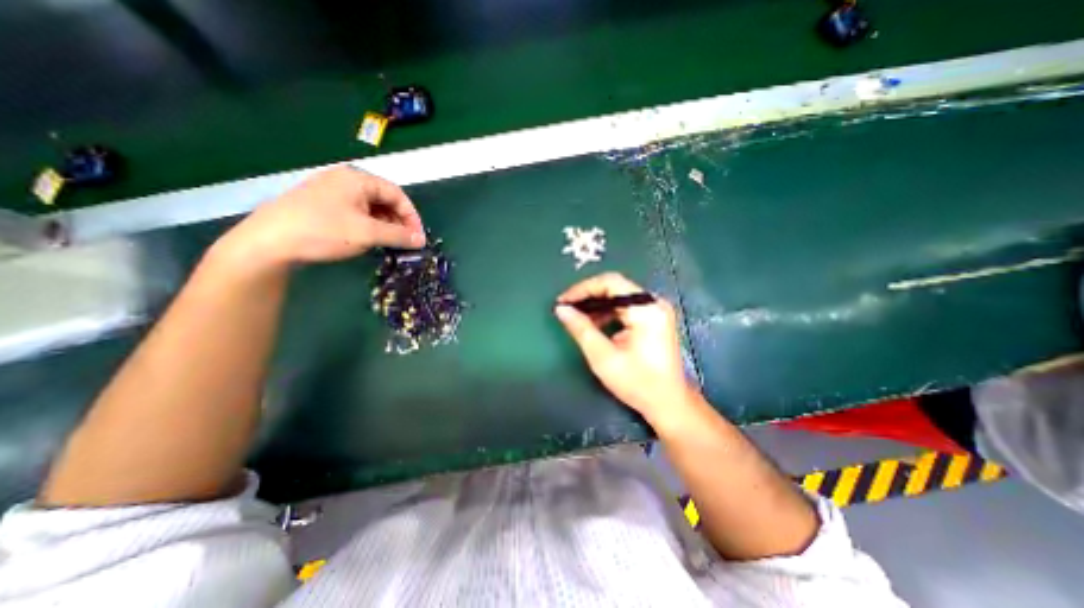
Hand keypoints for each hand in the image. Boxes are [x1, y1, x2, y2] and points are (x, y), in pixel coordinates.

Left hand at [220, 163, 424, 265]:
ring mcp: (330, 191)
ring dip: (385, 224)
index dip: (412, 215)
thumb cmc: (324, 231)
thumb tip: (421, 240)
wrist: (269, 242)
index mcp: (357, 179)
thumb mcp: (368, 234)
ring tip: (390, 243)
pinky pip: (355, 212)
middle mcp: (344, 180)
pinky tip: (369, 239)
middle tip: (406, 241)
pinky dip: (369, 225)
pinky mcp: (321, 205)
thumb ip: (399, 235)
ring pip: (370, 207)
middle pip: (383, 199)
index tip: (418, 236)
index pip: (396, 194)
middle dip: (399, 221)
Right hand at [554, 273, 699, 419]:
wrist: (669, 403)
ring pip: (619, 296)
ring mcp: (656, 310)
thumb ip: (581, 329)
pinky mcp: (654, 318)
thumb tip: (561, 309)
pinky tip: (594, 324)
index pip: (610, 283)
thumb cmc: (637, 383)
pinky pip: (626, 307)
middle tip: (567, 309)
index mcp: (646, 309)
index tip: (563, 301)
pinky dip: (608, 312)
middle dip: (588, 296)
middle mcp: (654, 303)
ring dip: (596, 305)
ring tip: (577, 318)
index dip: (583, 289)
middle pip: (615, 287)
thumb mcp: (603, 357)